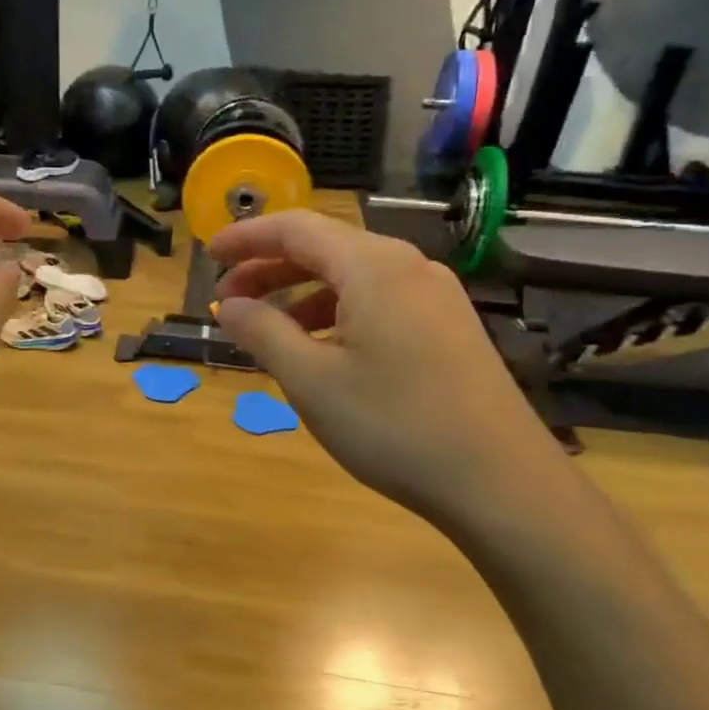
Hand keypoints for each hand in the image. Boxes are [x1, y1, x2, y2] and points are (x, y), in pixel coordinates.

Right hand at [211, 211, 567, 531]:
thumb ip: (262, 332)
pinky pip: (379, 302)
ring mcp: (435, 297)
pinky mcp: (448, 328)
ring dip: (302, 295)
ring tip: (268, 330)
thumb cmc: (393, 425)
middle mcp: (408, 267)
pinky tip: (322, 351)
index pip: (296, 228)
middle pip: (326, 249)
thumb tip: (230, 305)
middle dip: (270, 269)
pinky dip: (337, 314)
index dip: (247, 238)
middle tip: (229, 301)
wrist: (499, 481)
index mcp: (373, 266)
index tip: (209, 255)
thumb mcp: (311, 380)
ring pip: (353, 278)